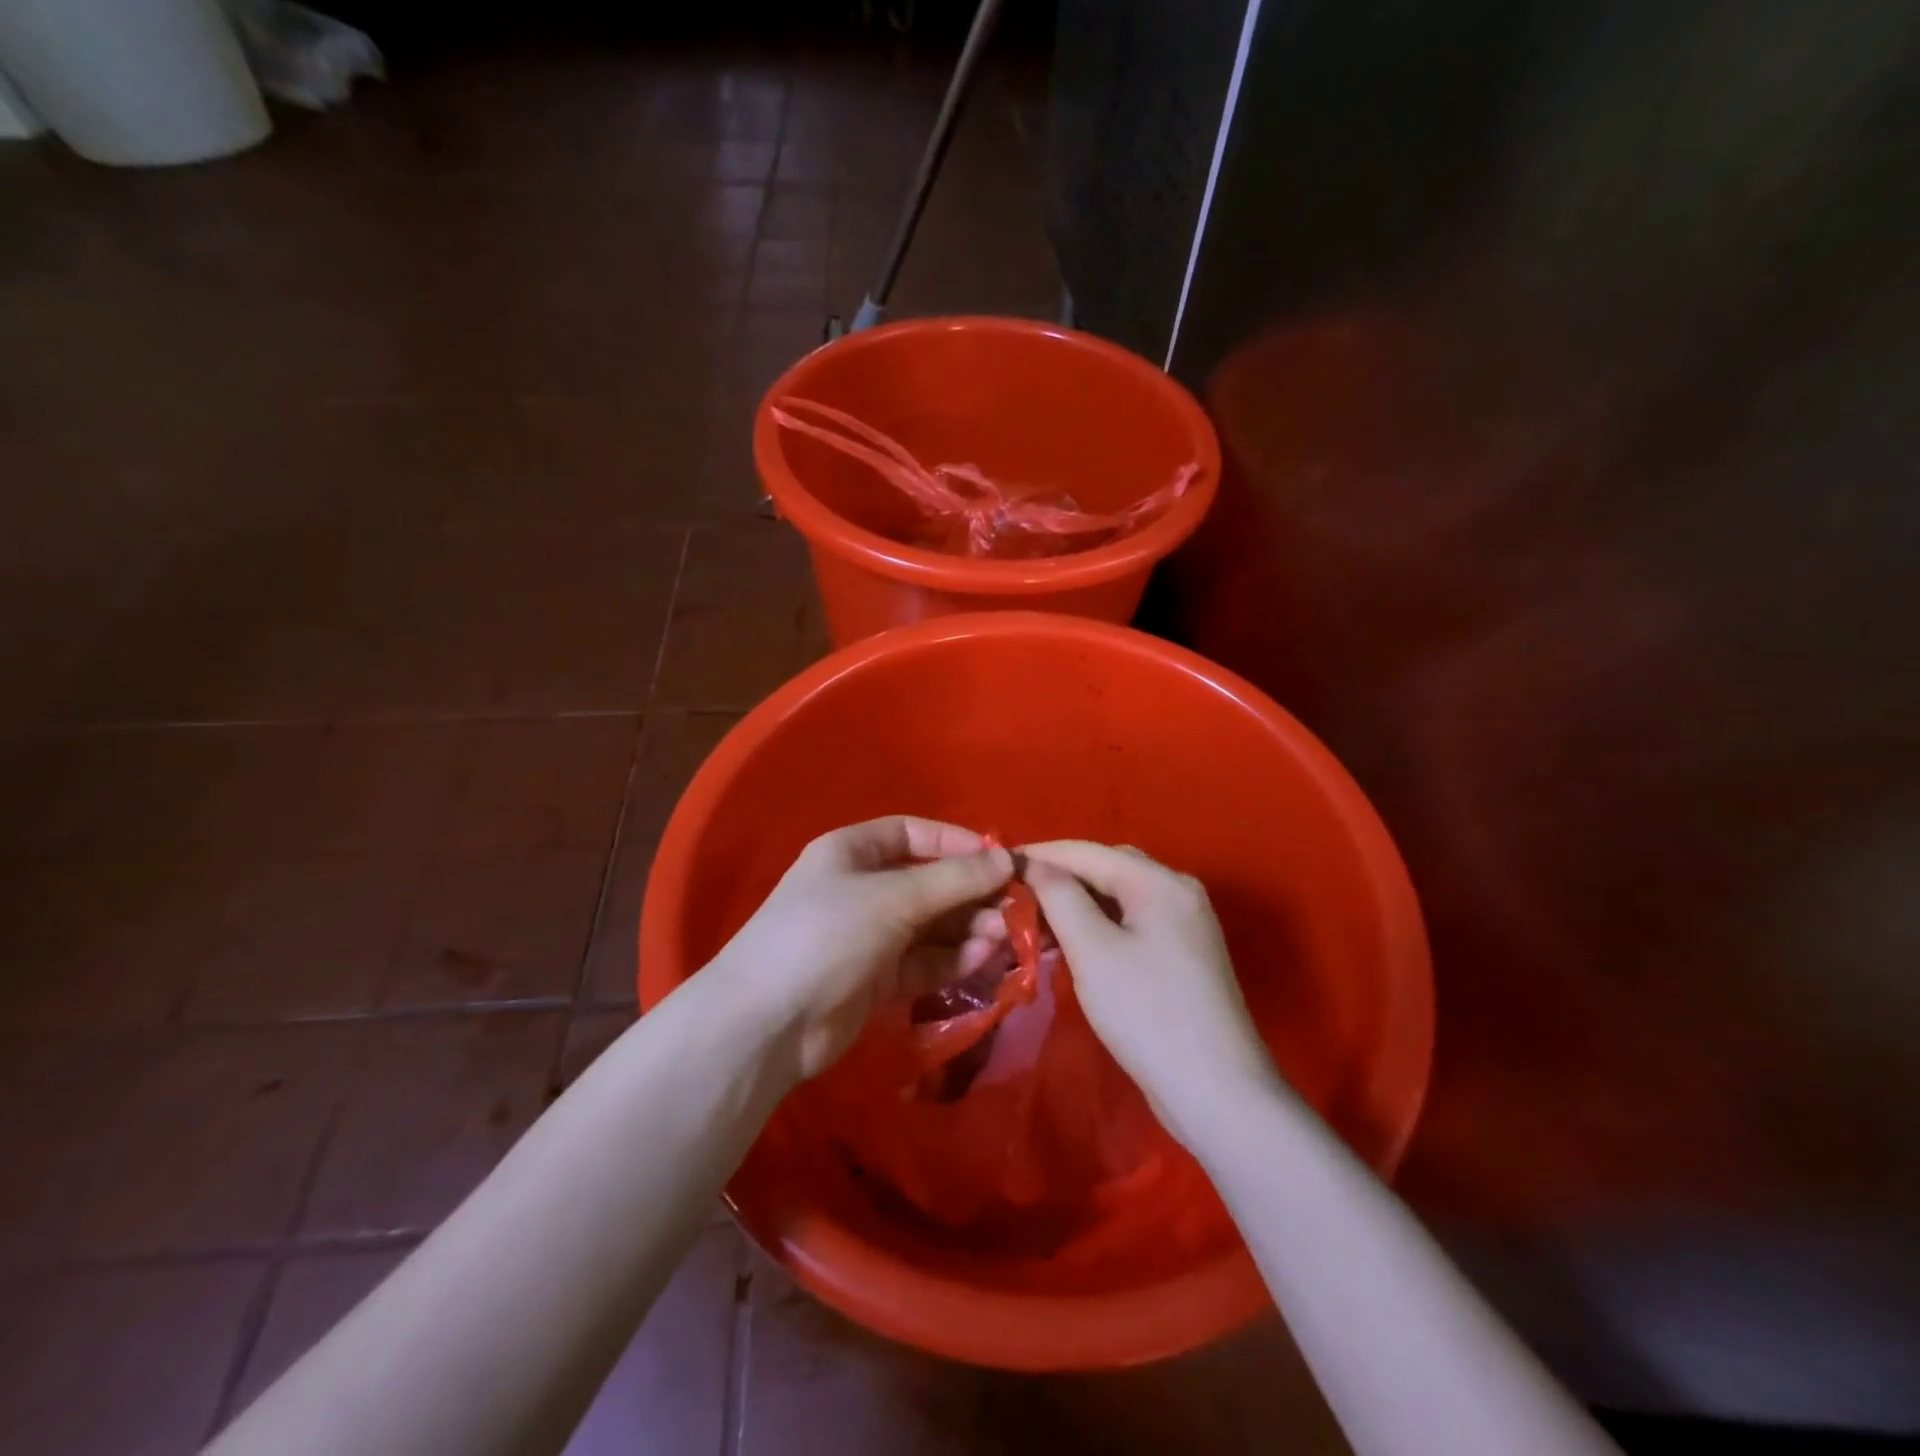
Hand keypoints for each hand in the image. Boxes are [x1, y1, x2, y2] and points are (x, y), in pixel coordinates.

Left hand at [707, 817, 1012, 1082]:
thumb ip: (953, 880)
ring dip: (968, 928)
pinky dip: (953, 959)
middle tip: (1013, 907)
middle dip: (970, 893)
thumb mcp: (892, 898)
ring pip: (931, 925)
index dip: (955, 843)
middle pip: (928, 882)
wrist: (766, 1025)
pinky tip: (982, 959)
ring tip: (1004, 936)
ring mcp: (869, 936)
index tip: (998, 859)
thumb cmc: (826, 936)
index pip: (912, 834)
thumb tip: (1007, 859)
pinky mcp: (877, 979)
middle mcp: (862, 889)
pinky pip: (924, 960)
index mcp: (852, 852)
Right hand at [1022, 841, 1281, 1138]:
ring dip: (1076, 903)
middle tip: (1014, 893)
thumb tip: (1034, 865)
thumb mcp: (1093, 950)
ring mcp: (1184, 924)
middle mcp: (1177, 890)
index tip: (997, 864)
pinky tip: (1069, 944)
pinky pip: (1131, 923)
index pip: (1087, 852)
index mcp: (1160, 881)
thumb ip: (1060, 897)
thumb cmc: (1147, 1013)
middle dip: (1058, 877)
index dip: (1040, 855)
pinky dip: (1097, 926)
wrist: (1216, 1092)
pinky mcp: (1181, 955)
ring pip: (1117, 897)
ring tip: (1032, 921)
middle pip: (1106, 868)